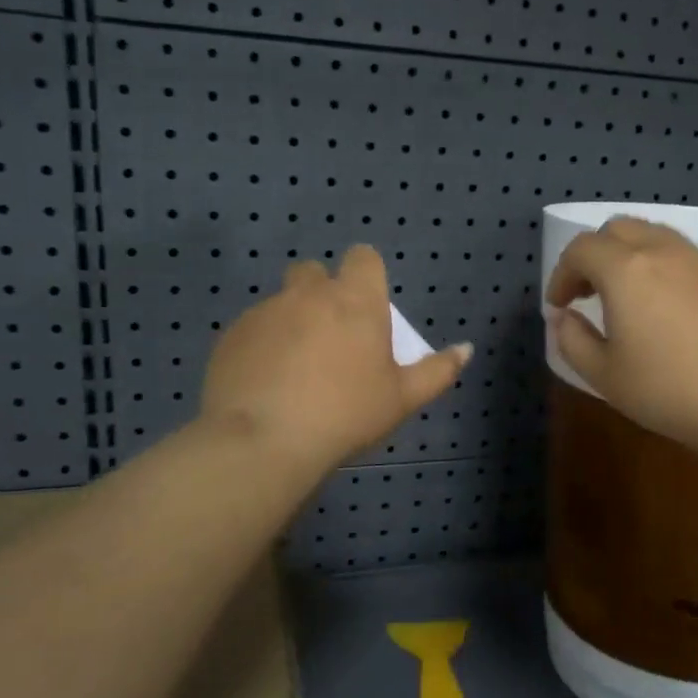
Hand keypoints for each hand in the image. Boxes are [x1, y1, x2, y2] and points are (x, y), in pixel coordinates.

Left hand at [203, 245, 471, 472]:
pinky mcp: (231, 334)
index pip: (363, 257)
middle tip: (331, 337)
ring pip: (282, 301)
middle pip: (315, 272)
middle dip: (322, 293)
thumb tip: (466, 349)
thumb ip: (438, 371)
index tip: (366, 306)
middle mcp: (308, 294)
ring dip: (292, 321)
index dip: (365, 275)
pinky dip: (262, 345)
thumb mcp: (402, 399)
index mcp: (356, 301)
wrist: (265, 440)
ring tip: (295, 368)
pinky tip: (265, 382)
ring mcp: (265, 311)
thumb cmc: (346, 414)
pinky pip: (252, 328)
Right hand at [546, 217, 697, 459]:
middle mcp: (660, 251)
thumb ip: (572, 340)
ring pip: (650, 235)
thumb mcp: (604, 374)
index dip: (561, 274)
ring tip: (622, 296)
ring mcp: (697, 260)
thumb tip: (563, 317)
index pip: (580, 249)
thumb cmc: (668, 389)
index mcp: (625, 270)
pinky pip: (678, 253)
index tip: (559, 306)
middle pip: (616, 229)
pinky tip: (660, 306)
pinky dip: (655, 264)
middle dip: (592, 255)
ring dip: (625, 255)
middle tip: (586, 294)